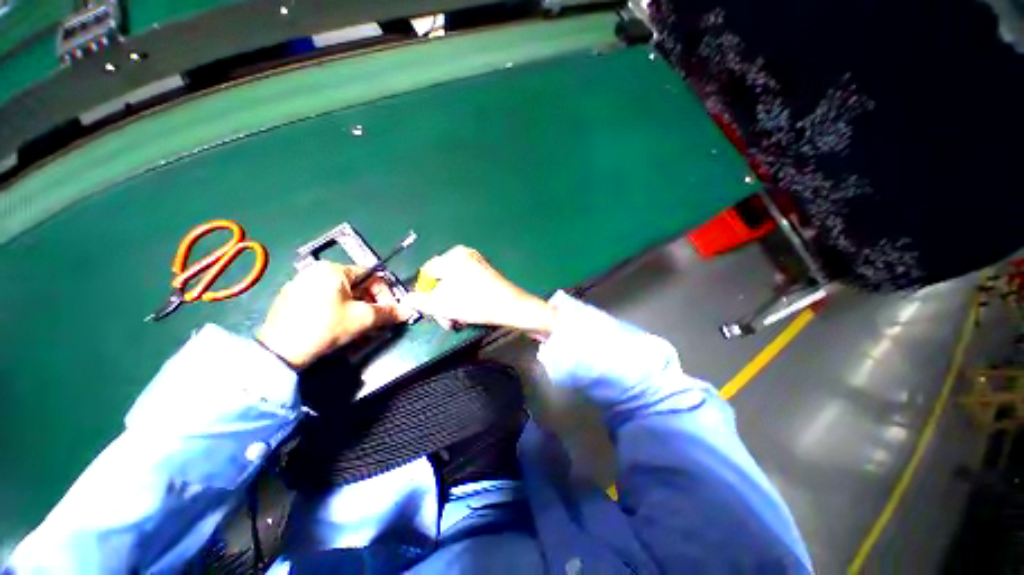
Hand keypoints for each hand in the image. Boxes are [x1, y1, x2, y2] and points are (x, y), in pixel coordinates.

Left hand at [257, 262, 409, 367]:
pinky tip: (339, 326)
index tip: (391, 312)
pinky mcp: (291, 300)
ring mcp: (300, 285)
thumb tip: (408, 311)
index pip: (372, 276)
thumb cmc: (326, 327)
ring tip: (361, 327)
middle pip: (357, 286)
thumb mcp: (363, 319)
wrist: (279, 352)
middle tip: (377, 322)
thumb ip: (389, 312)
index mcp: (334, 270)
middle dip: (371, 304)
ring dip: (357, 309)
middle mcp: (316, 272)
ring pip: (341, 294)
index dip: (387, 295)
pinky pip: (324, 300)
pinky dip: (338, 310)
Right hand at [403, 246, 555, 337]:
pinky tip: (468, 312)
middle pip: (442, 280)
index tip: (430, 311)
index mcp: (452, 257)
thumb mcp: (443, 305)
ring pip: (454, 285)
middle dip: (441, 304)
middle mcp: (464, 254)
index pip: (427, 273)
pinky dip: (463, 298)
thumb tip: (406, 299)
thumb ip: (421, 302)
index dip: (424, 293)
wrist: (512, 307)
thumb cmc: (476, 303)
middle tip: (446, 321)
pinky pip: (467, 284)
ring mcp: (477, 262)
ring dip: (452, 304)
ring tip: (457, 320)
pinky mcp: (486, 272)